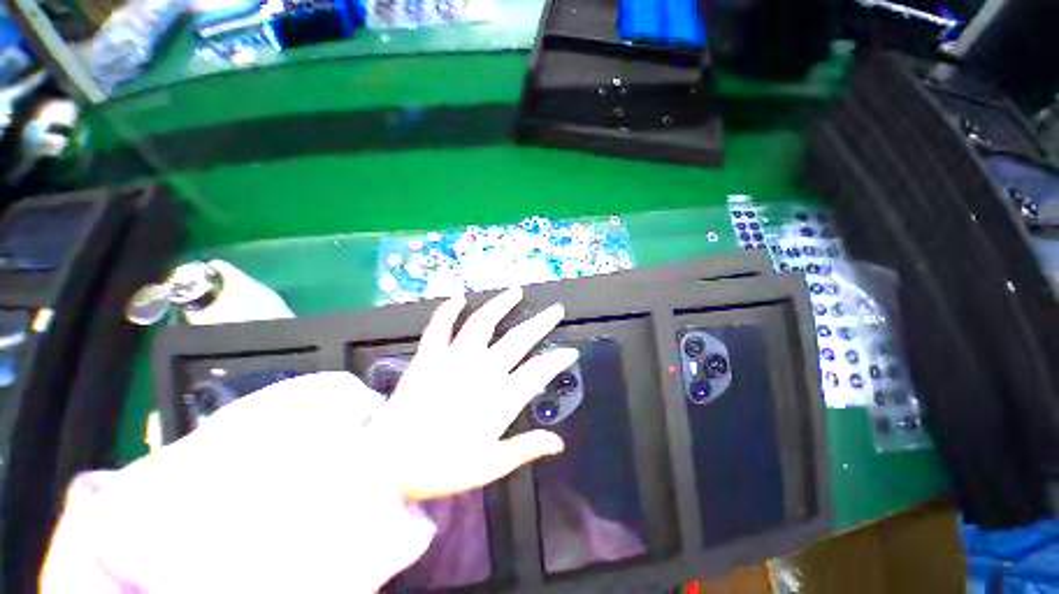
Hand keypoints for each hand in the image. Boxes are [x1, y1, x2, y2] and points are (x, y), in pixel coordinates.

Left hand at [365, 287, 576, 500]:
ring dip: (501, 305)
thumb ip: (526, 449)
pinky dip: (448, 310)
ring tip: (516, 292)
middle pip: (518, 340)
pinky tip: (459, 298)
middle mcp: (481, 371)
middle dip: (541, 323)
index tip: (570, 351)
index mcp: (499, 399)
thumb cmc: (441, 467)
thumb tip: (559, 443)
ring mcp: (453, 359)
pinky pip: (440, 326)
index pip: (539, 371)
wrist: (387, 463)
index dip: (558, 359)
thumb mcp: (489, 466)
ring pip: (482, 323)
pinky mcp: (428, 356)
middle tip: (556, 310)